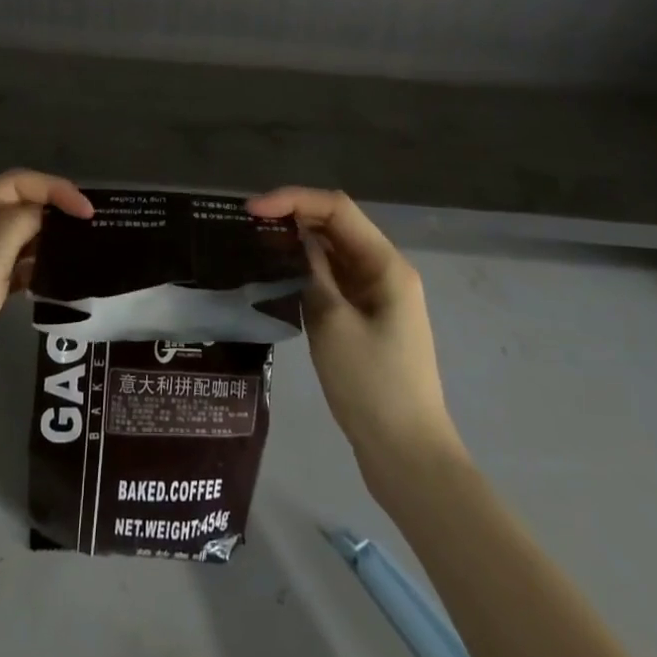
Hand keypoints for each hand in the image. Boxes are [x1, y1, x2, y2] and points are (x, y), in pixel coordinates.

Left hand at [0, 170, 92, 463]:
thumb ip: (15, 228)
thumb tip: (41, 209)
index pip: (14, 184)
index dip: (54, 189)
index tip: (88, 214)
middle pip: (12, 205)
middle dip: (50, 210)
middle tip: (89, 233)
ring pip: (10, 237)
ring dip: (42, 239)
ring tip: (78, 254)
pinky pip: (5, 267)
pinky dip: (29, 267)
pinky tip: (51, 281)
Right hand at [247, 187, 465, 497]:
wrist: (408, 457)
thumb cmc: (372, 386)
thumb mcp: (332, 322)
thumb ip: (312, 271)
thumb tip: (295, 237)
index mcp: (386, 265)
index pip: (336, 209)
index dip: (293, 199)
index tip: (252, 209)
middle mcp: (385, 271)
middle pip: (337, 225)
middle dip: (294, 216)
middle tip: (248, 224)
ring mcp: (377, 296)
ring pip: (334, 252)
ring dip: (299, 243)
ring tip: (257, 243)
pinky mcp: (367, 319)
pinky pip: (335, 279)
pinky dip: (307, 270)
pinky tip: (279, 276)